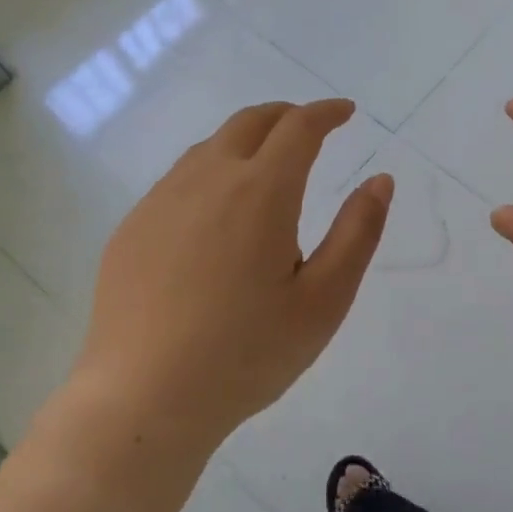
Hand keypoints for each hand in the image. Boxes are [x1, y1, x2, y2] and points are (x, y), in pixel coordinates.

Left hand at [53, 99, 391, 462]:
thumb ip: (358, 232)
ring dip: (246, 141)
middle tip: (310, 127)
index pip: (299, 127)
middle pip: (249, 122)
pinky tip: (216, 212)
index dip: (327, 112)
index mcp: (261, 191)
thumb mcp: (324, 300)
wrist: (144, 398)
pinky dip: (211, 171)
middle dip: (286, 115)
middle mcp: (207, 179)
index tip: (346, 113)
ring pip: (210, 147)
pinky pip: (179, 179)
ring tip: (267, 166)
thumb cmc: (247, 354)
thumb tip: (380, 180)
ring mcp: (161, 201)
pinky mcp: (132, 228)